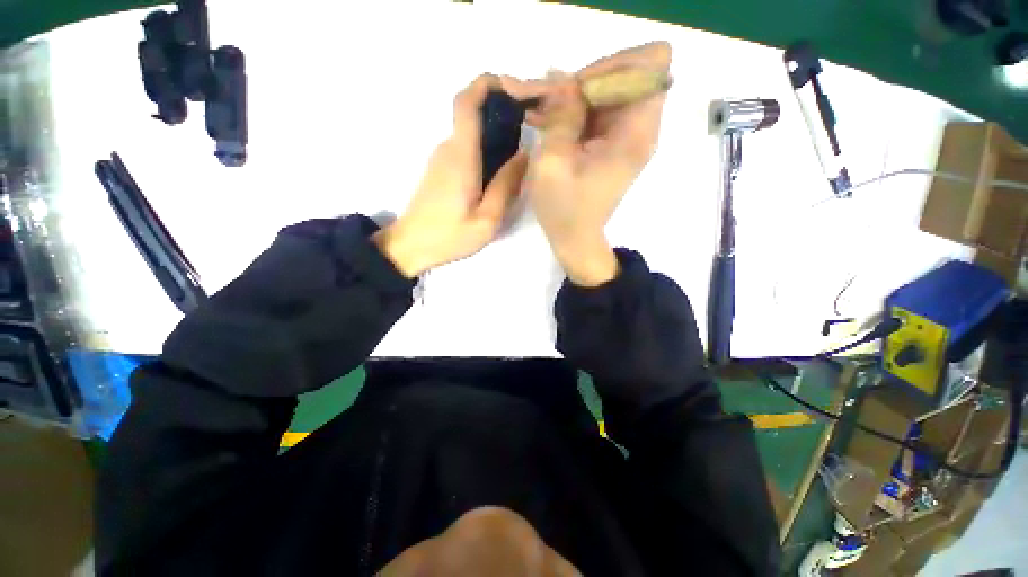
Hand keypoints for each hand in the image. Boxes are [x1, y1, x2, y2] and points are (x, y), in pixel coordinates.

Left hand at [374, 75, 528, 277]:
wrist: (411, 246)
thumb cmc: (449, 236)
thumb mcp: (487, 219)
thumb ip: (506, 186)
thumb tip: (524, 155)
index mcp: (461, 156)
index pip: (467, 102)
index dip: (487, 84)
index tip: (513, 86)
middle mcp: (449, 148)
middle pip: (472, 113)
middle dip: (501, 108)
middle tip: (530, 122)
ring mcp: (442, 158)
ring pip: (471, 131)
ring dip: (495, 130)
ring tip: (521, 148)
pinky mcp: (441, 169)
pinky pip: (466, 147)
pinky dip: (485, 146)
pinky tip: (500, 167)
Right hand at [502, 42, 670, 285]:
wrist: (575, 240)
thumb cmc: (564, 210)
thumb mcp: (553, 164)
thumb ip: (560, 117)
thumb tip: (562, 78)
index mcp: (635, 133)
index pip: (651, 64)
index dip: (612, 65)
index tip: (577, 90)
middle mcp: (641, 129)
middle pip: (629, 73)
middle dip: (587, 79)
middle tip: (552, 101)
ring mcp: (628, 137)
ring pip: (610, 91)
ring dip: (577, 96)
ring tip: (544, 112)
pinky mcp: (615, 145)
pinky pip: (601, 111)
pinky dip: (576, 111)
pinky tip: (549, 121)